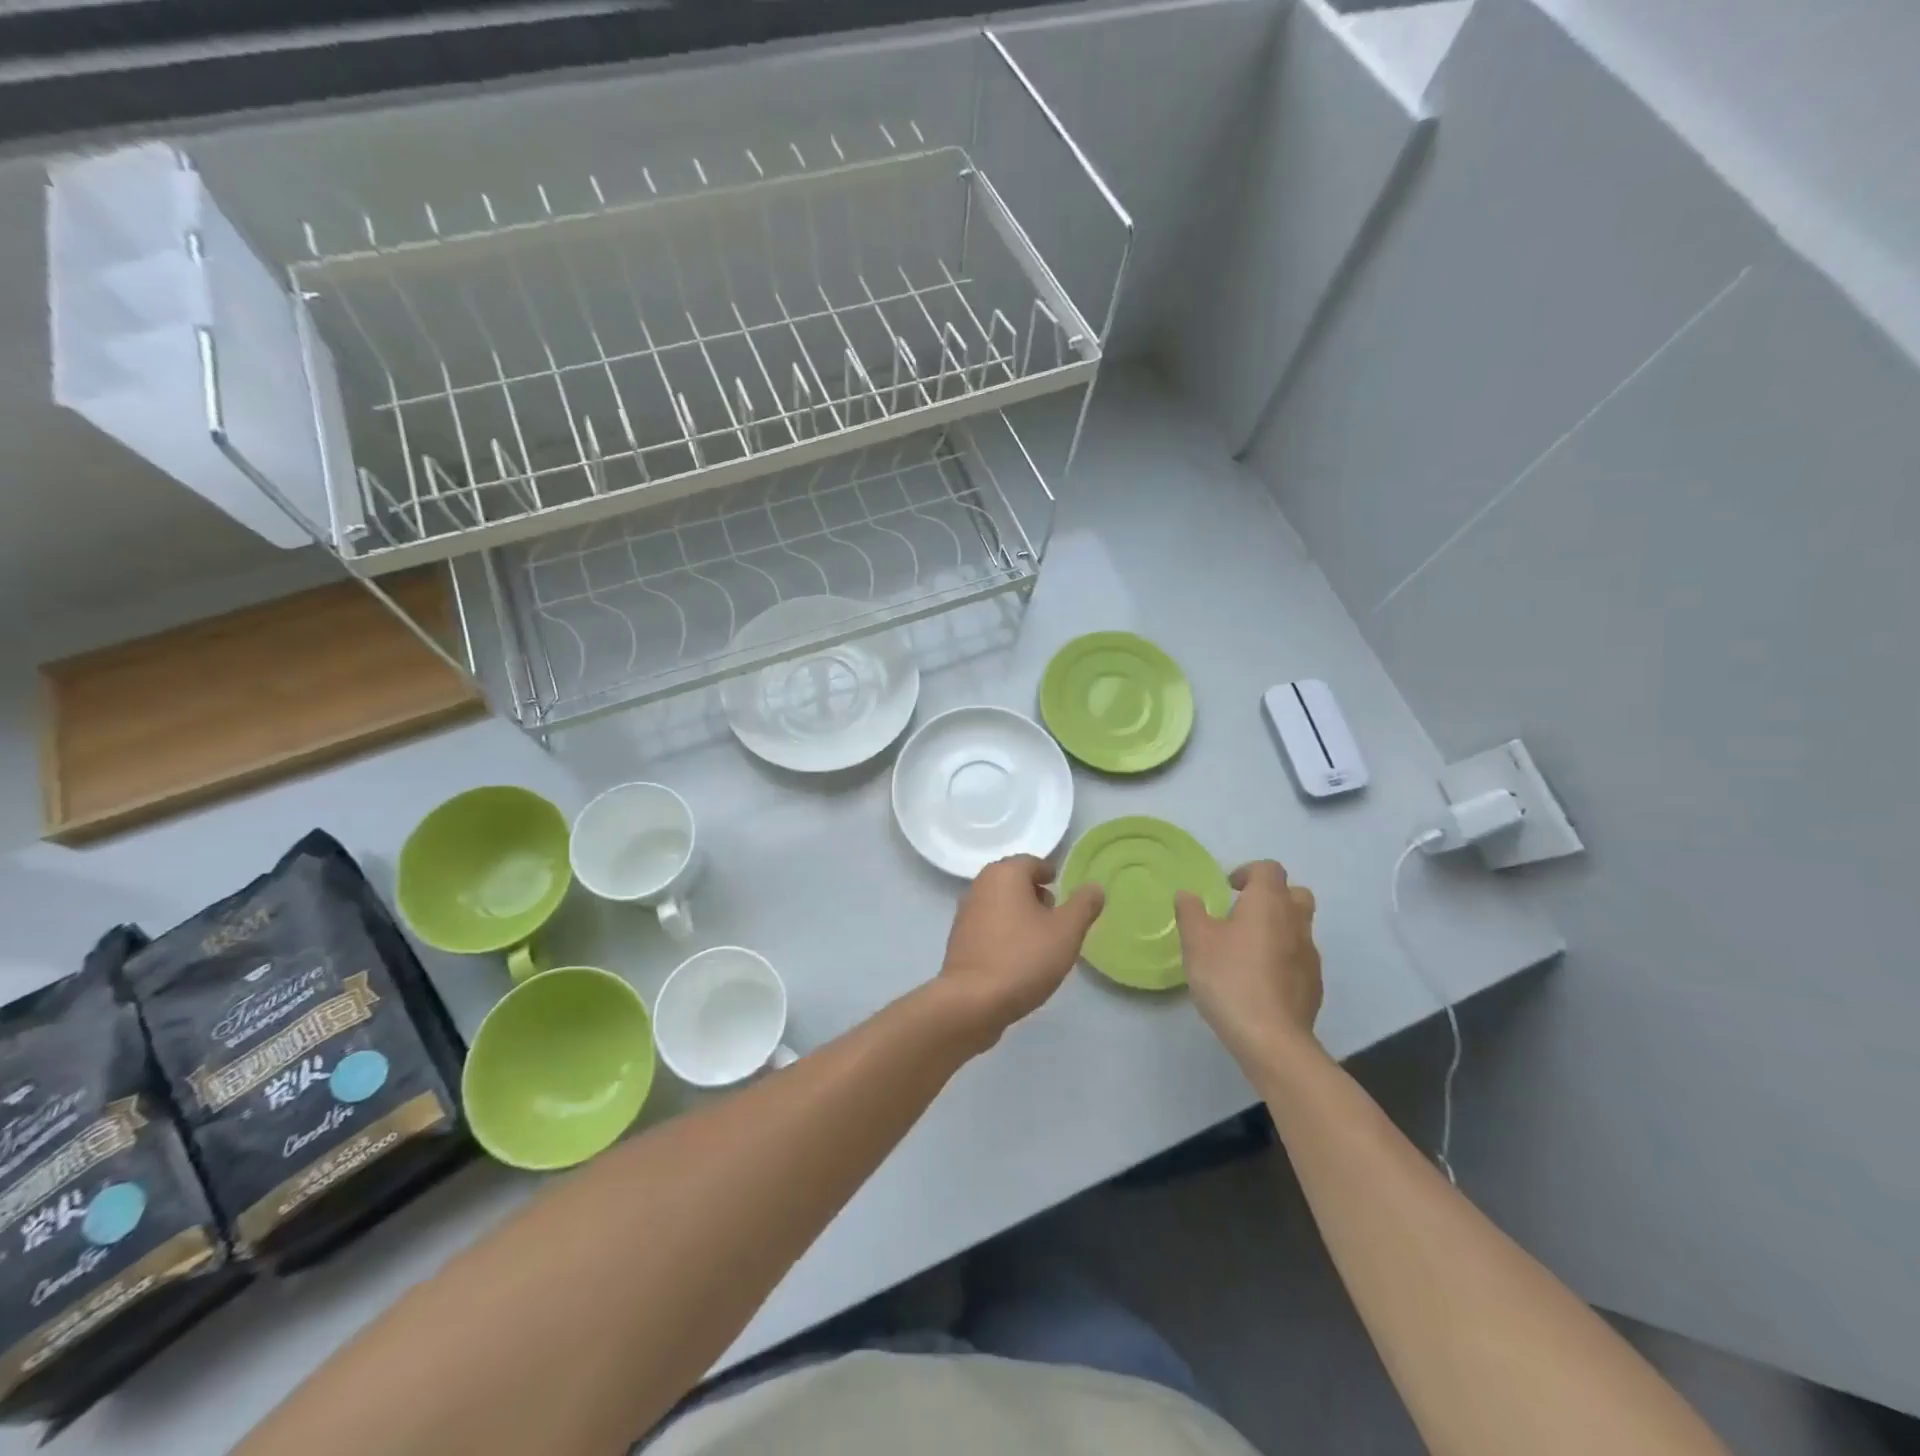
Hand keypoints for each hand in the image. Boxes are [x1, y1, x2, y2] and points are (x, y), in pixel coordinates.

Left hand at [937, 855, 1104, 1045]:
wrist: (972, 1001)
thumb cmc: (1023, 958)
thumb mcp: (1066, 931)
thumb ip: (1084, 905)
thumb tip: (1095, 886)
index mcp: (1004, 874)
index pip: (1032, 863)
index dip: (1051, 876)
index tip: (1065, 895)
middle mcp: (980, 885)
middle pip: (1014, 881)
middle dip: (1036, 896)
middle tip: (1057, 920)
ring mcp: (965, 912)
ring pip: (1000, 904)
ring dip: (1020, 916)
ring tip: (1041, 943)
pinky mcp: (959, 939)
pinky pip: (988, 926)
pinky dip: (1004, 934)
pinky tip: (1017, 959)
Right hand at [1175, 860, 1322, 1070]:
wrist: (1271, 1038)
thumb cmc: (1230, 978)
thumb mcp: (1196, 940)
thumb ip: (1190, 911)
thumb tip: (1188, 894)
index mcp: (1269, 903)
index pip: (1269, 869)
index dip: (1248, 873)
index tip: (1228, 890)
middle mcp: (1295, 922)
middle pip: (1294, 894)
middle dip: (1271, 897)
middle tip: (1243, 914)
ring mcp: (1310, 955)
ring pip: (1298, 928)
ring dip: (1277, 929)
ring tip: (1247, 951)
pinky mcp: (1314, 985)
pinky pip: (1299, 958)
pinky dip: (1283, 959)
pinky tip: (1260, 980)